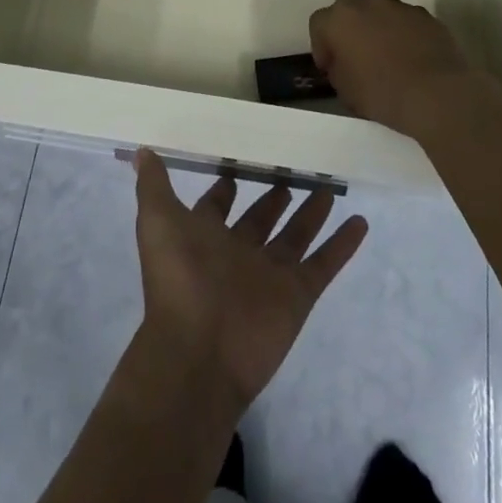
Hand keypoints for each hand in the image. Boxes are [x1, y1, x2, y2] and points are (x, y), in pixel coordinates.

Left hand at [132, 149, 367, 412]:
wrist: (199, 352)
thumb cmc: (177, 278)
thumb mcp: (157, 222)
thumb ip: (153, 186)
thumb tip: (141, 150)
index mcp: (205, 236)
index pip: (219, 204)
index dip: (227, 184)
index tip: (243, 156)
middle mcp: (238, 252)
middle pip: (262, 217)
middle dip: (274, 194)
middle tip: (294, 165)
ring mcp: (270, 274)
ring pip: (295, 236)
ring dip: (311, 213)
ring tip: (328, 185)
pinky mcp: (297, 295)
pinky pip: (324, 264)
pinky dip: (342, 245)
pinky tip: (360, 221)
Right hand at [309, 0, 489, 140]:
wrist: (437, 94)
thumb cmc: (382, 93)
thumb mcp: (345, 90)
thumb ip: (338, 69)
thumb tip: (343, 63)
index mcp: (339, 18)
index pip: (318, 24)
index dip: (321, 47)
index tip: (329, 68)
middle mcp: (367, 2)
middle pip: (347, 7)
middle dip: (347, 28)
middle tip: (354, 55)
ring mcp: (399, 6)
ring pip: (378, 8)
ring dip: (375, 25)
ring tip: (384, 53)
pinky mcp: (425, 15)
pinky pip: (404, 19)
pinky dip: (402, 31)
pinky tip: (410, 55)